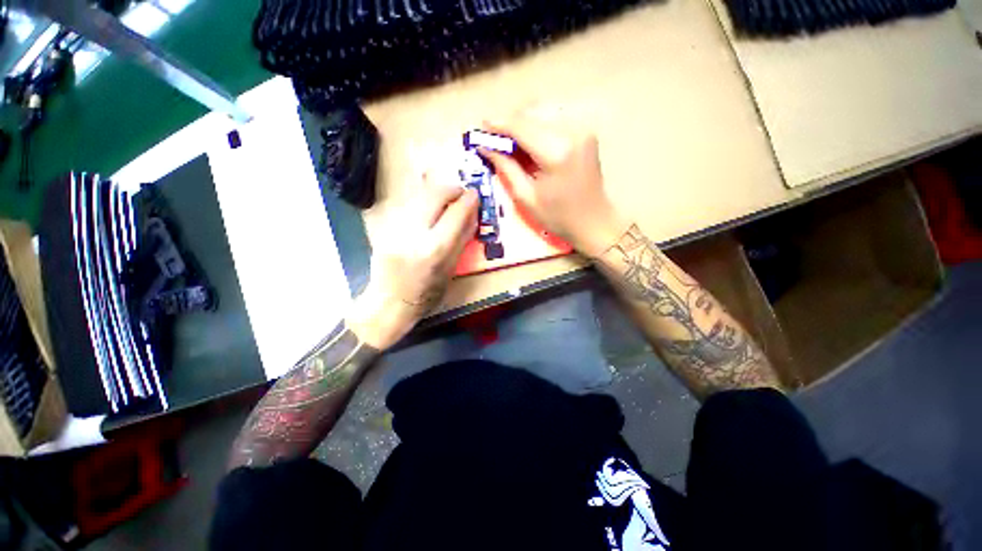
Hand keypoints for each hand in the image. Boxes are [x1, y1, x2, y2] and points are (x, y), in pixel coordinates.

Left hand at [348, 174, 478, 349]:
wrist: (390, 302)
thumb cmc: (427, 293)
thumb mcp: (451, 269)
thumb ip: (462, 238)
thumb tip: (473, 214)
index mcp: (434, 249)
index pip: (456, 213)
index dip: (469, 200)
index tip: (475, 194)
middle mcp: (413, 233)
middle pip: (433, 194)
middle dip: (451, 189)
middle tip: (460, 193)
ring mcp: (395, 228)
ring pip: (418, 195)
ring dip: (436, 192)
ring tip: (446, 200)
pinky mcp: (384, 226)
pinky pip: (407, 204)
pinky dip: (422, 201)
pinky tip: (429, 209)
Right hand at [480, 110, 627, 257]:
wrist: (594, 221)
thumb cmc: (558, 217)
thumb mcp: (526, 197)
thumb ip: (505, 167)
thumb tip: (485, 146)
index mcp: (556, 152)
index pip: (521, 126)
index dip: (498, 124)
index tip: (481, 127)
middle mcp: (572, 131)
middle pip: (532, 112)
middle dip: (510, 123)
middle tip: (495, 139)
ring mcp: (582, 129)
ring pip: (543, 111)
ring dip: (524, 122)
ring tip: (512, 142)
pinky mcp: (586, 131)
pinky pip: (555, 117)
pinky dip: (538, 125)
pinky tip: (531, 142)